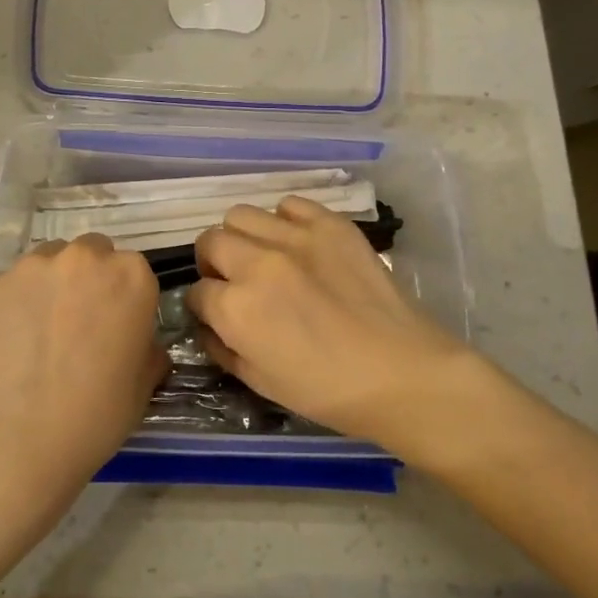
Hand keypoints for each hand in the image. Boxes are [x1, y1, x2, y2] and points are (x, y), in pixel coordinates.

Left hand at [0, 235, 164, 519]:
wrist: (20, 438)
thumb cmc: (97, 413)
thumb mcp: (144, 383)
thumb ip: (147, 346)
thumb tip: (138, 341)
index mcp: (130, 275)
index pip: (133, 269)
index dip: (125, 296)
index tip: (117, 324)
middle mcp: (82, 257)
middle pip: (90, 253)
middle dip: (88, 278)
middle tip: (78, 322)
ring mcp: (31, 267)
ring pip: (47, 262)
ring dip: (50, 284)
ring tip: (40, 330)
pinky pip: (9, 286)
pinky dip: (13, 304)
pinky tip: (10, 341)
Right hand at [187, 197, 487, 458]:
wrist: (402, 374)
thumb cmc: (328, 391)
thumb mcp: (259, 382)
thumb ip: (222, 348)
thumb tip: (208, 324)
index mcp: (236, 309)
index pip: (195, 292)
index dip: (204, 306)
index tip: (218, 314)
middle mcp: (256, 263)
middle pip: (210, 242)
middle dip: (213, 264)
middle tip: (235, 282)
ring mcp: (295, 237)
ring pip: (241, 215)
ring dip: (242, 238)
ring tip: (264, 258)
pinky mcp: (330, 225)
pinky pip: (290, 205)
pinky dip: (285, 221)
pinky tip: (298, 244)